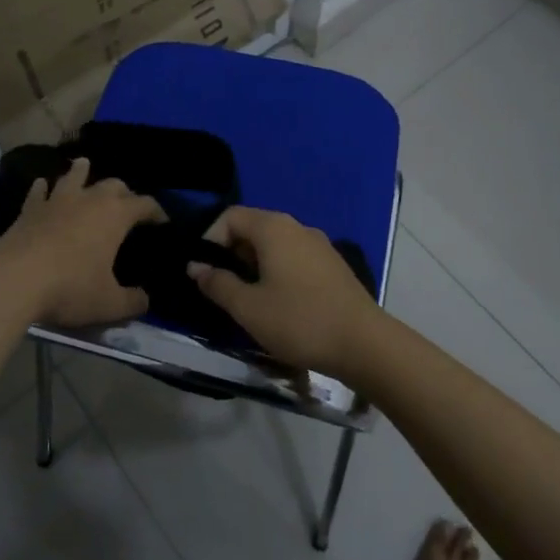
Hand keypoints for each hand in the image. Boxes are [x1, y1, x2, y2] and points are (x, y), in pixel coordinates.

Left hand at [0, 158, 162, 327]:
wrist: (14, 280)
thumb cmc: (70, 288)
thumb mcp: (109, 304)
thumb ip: (132, 302)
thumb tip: (145, 300)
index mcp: (115, 215)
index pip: (144, 204)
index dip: (157, 211)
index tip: (163, 221)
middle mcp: (89, 199)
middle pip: (113, 184)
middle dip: (124, 191)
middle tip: (126, 203)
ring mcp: (57, 200)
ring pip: (74, 176)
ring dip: (82, 172)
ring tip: (84, 166)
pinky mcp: (29, 209)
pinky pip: (39, 191)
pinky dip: (44, 188)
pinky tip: (42, 186)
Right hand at [188, 206, 380, 376]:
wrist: (364, 343)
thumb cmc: (299, 321)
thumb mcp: (249, 308)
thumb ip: (218, 284)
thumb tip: (195, 266)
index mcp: (273, 228)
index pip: (230, 216)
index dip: (210, 239)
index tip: (204, 272)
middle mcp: (296, 226)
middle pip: (253, 227)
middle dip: (231, 254)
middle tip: (223, 289)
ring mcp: (318, 244)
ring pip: (274, 244)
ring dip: (253, 265)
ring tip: (248, 299)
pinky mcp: (332, 264)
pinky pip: (293, 257)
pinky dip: (276, 271)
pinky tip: (278, 303)